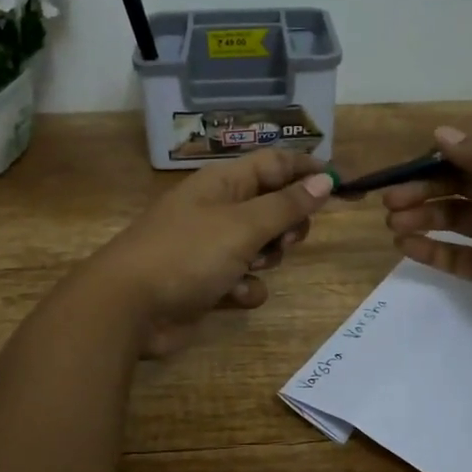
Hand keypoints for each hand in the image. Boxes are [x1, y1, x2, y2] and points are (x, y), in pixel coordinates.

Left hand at [86, 150, 336, 357]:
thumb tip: (325, 179)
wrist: (130, 307)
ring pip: (263, 249)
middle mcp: (218, 211)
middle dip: (287, 225)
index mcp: (222, 184)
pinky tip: (230, 296)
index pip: (274, 164)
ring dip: (265, 261)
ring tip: (248, 267)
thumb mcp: (242, 225)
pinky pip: (245, 282)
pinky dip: (243, 289)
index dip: (307, 169)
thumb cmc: (187, 253)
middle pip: (273, 208)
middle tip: (286, 239)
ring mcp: (211, 249)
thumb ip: (286, 205)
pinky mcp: (208, 285)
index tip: (342, 183)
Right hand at [378, 126, 471, 360]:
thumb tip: (441, 132)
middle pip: (460, 188)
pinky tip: (406, 247)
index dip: (439, 160)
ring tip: (392, 224)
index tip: (403, 169)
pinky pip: (459, 257)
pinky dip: (433, 250)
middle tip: (389, 202)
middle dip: (424, 191)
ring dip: (423, 219)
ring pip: (455, 221)